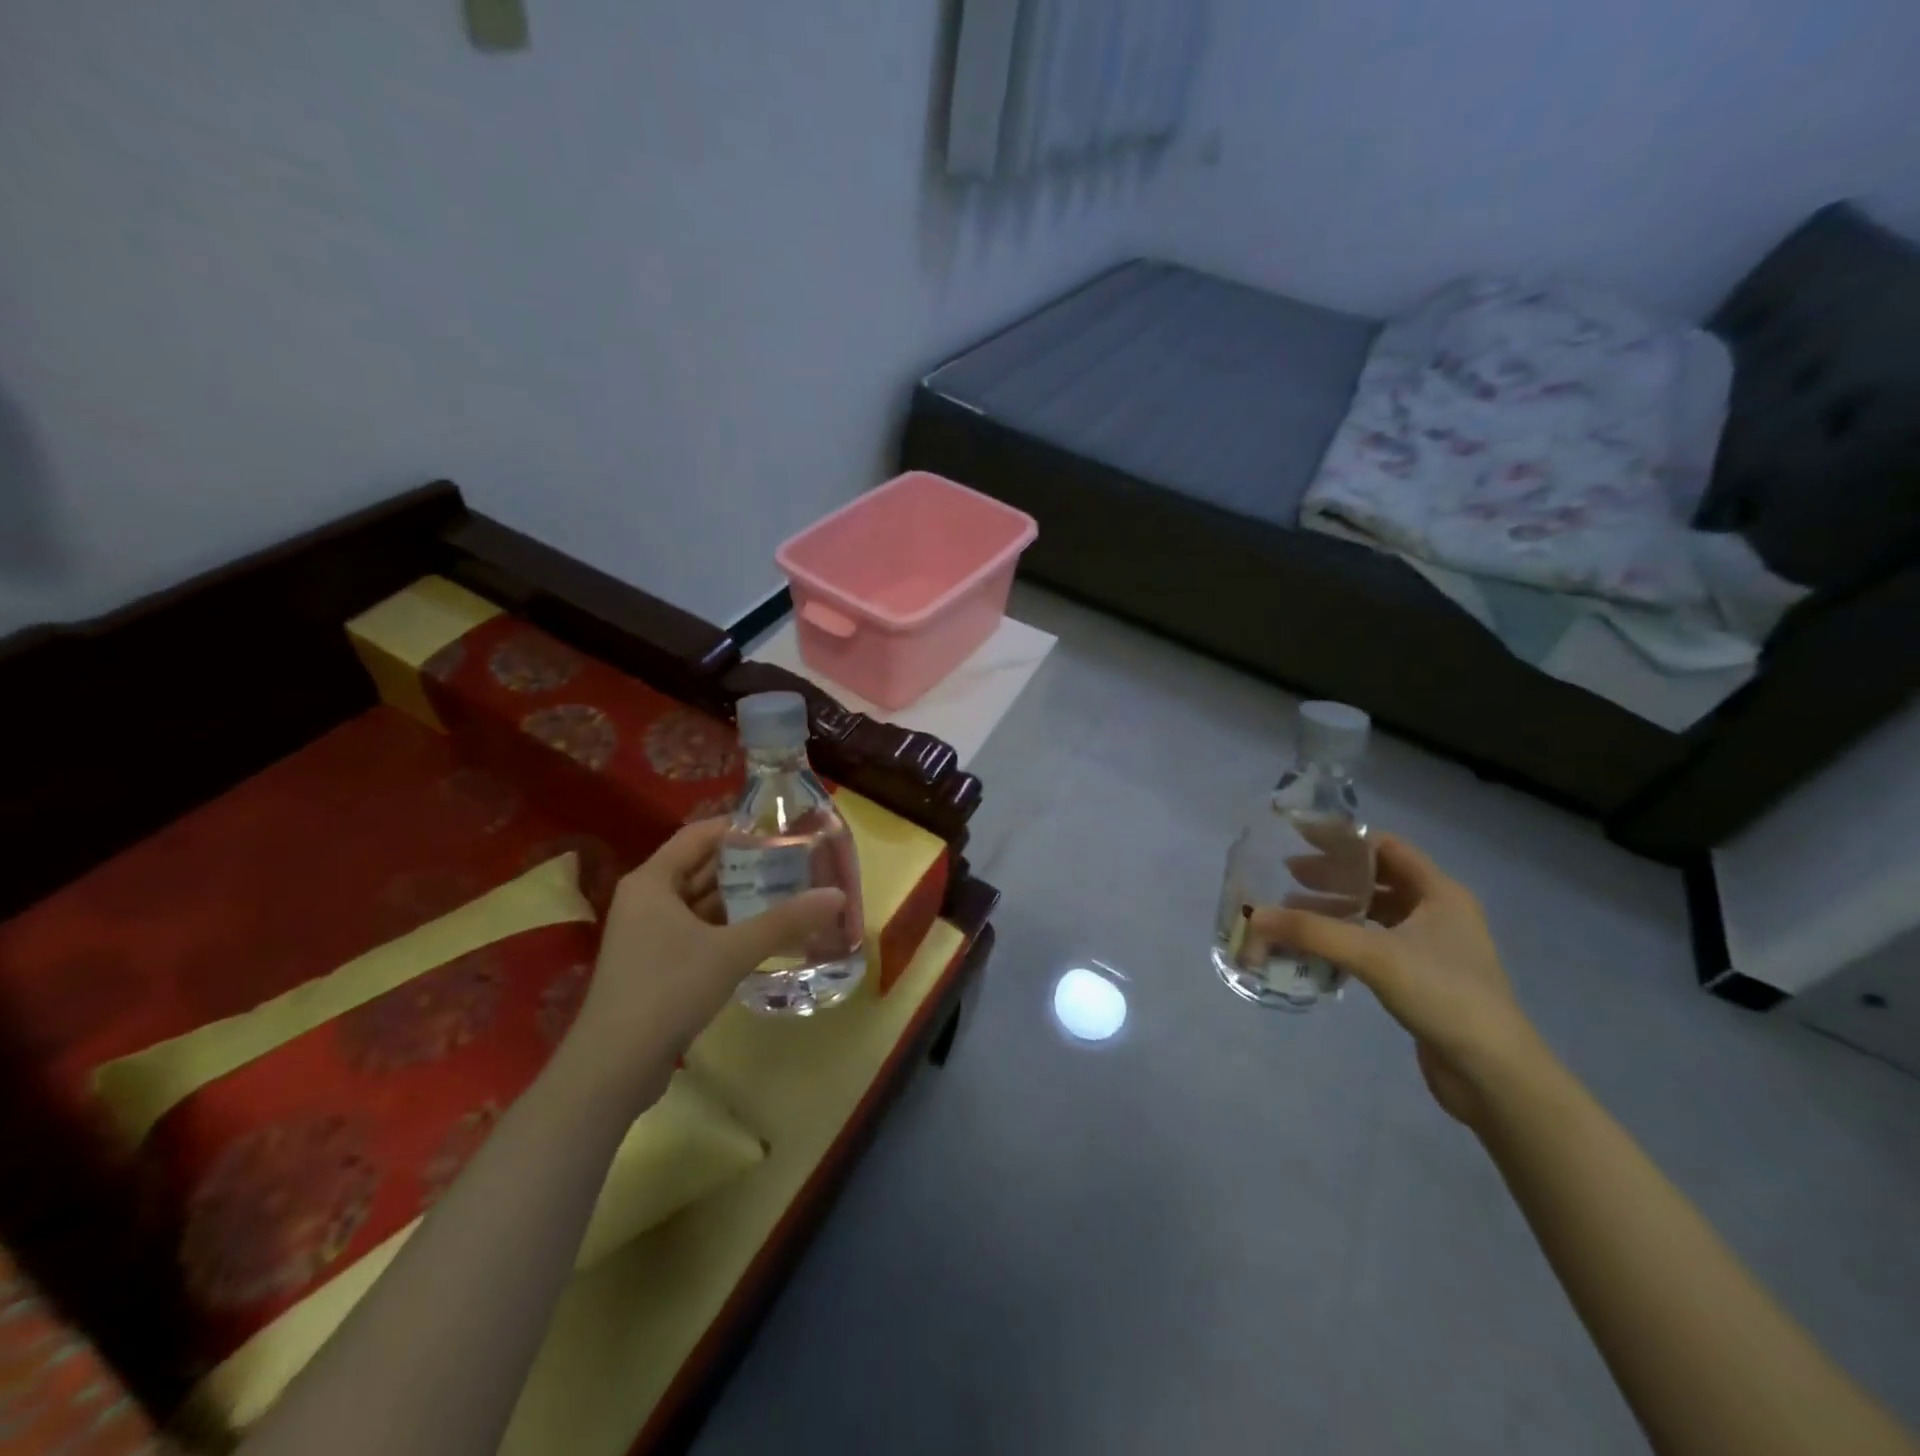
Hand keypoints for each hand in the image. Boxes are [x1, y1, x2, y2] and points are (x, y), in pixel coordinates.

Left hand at [566, 820, 844, 1094]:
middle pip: (702, 868)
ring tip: (792, 892)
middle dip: (748, 865)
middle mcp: (647, 900)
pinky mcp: (658, 965)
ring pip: (703, 903)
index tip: (783, 829)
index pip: (699, 835)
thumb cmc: (668, 990)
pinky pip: (700, 932)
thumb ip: (785, 921)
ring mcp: (650, 935)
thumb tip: (838, 894)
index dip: (740, 828)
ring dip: (742, 899)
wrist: (614, 1068)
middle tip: (798, 861)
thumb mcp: (732, 950)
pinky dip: (730, 929)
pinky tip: (767, 934)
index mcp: (652, 881)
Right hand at [1250, 834, 1538, 1126]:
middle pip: (1378, 880)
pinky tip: (1316, 948)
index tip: (1299, 836)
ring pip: (1375, 914)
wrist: (1493, 1073)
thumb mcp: (1374, 955)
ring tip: (1292, 912)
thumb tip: (1255, 915)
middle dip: (1332, 875)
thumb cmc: (1443, 995)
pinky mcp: (1422, 977)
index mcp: (1440, 893)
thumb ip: (1313, 932)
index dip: (1343, 839)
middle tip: (1286, 875)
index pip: (1385, 848)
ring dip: (1336, 909)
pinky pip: (1375, 944)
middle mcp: (1439, 912)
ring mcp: (1432, 947)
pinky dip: (1345, 939)